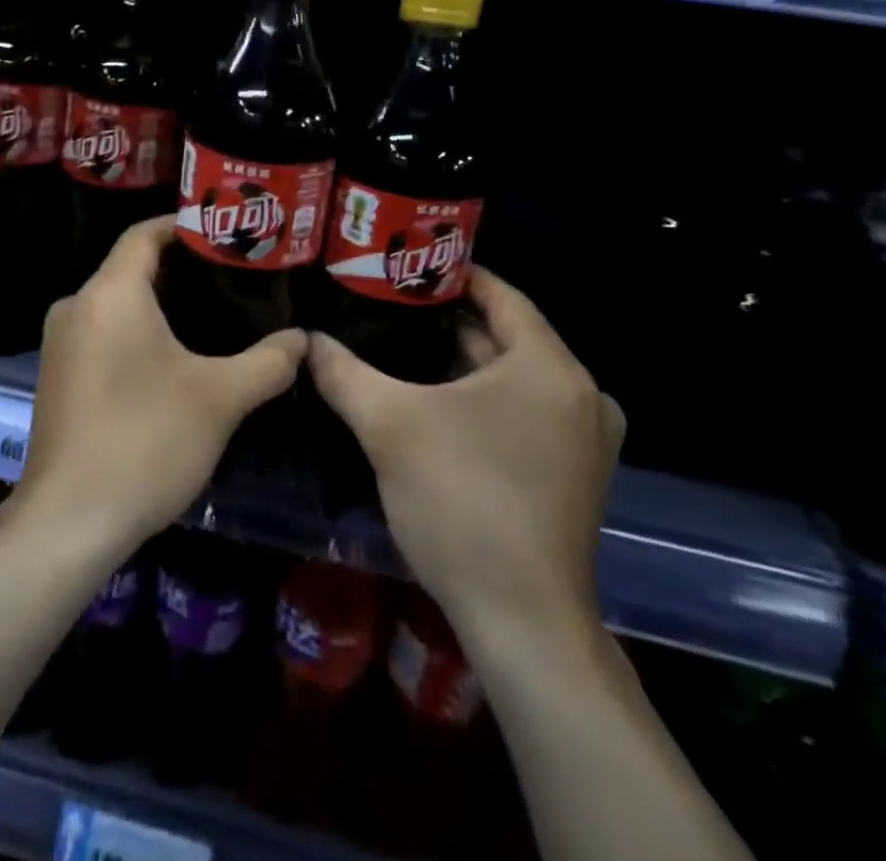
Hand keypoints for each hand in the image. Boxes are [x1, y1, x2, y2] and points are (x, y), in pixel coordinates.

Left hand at [19, 215, 304, 553]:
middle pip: (130, 268)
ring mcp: (60, 343)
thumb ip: (267, 362)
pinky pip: (101, 333)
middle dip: (179, 270)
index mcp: (109, 293)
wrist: (69, 520)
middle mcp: (76, 306)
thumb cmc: (145, 441)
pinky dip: (135, 333)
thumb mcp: (219, 399)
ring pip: (115, 304)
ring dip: (158, 306)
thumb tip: (303, 340)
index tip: (224, 234)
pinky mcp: (57, 376)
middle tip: (231, 279)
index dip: (183, 227)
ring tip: (211, 317)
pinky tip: (170, 360)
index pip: (144, 234)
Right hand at [309, 268, 622, 642]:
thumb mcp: (389, 425)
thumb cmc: (462, 502)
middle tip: (386, 304)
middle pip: (504, 336)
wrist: (521, 621)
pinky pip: (520, 411)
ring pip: (510, 377)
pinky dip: (478, 397)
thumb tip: (304, 339)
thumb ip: (342, 371)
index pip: (500, 295)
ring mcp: (581, 439)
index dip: (450, 274)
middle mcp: (579, 395)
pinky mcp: (570, 473)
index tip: (402, 264)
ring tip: (396, 343)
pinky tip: (428, 399)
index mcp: (549, 368)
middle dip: (445, 319)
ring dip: (459, 361)